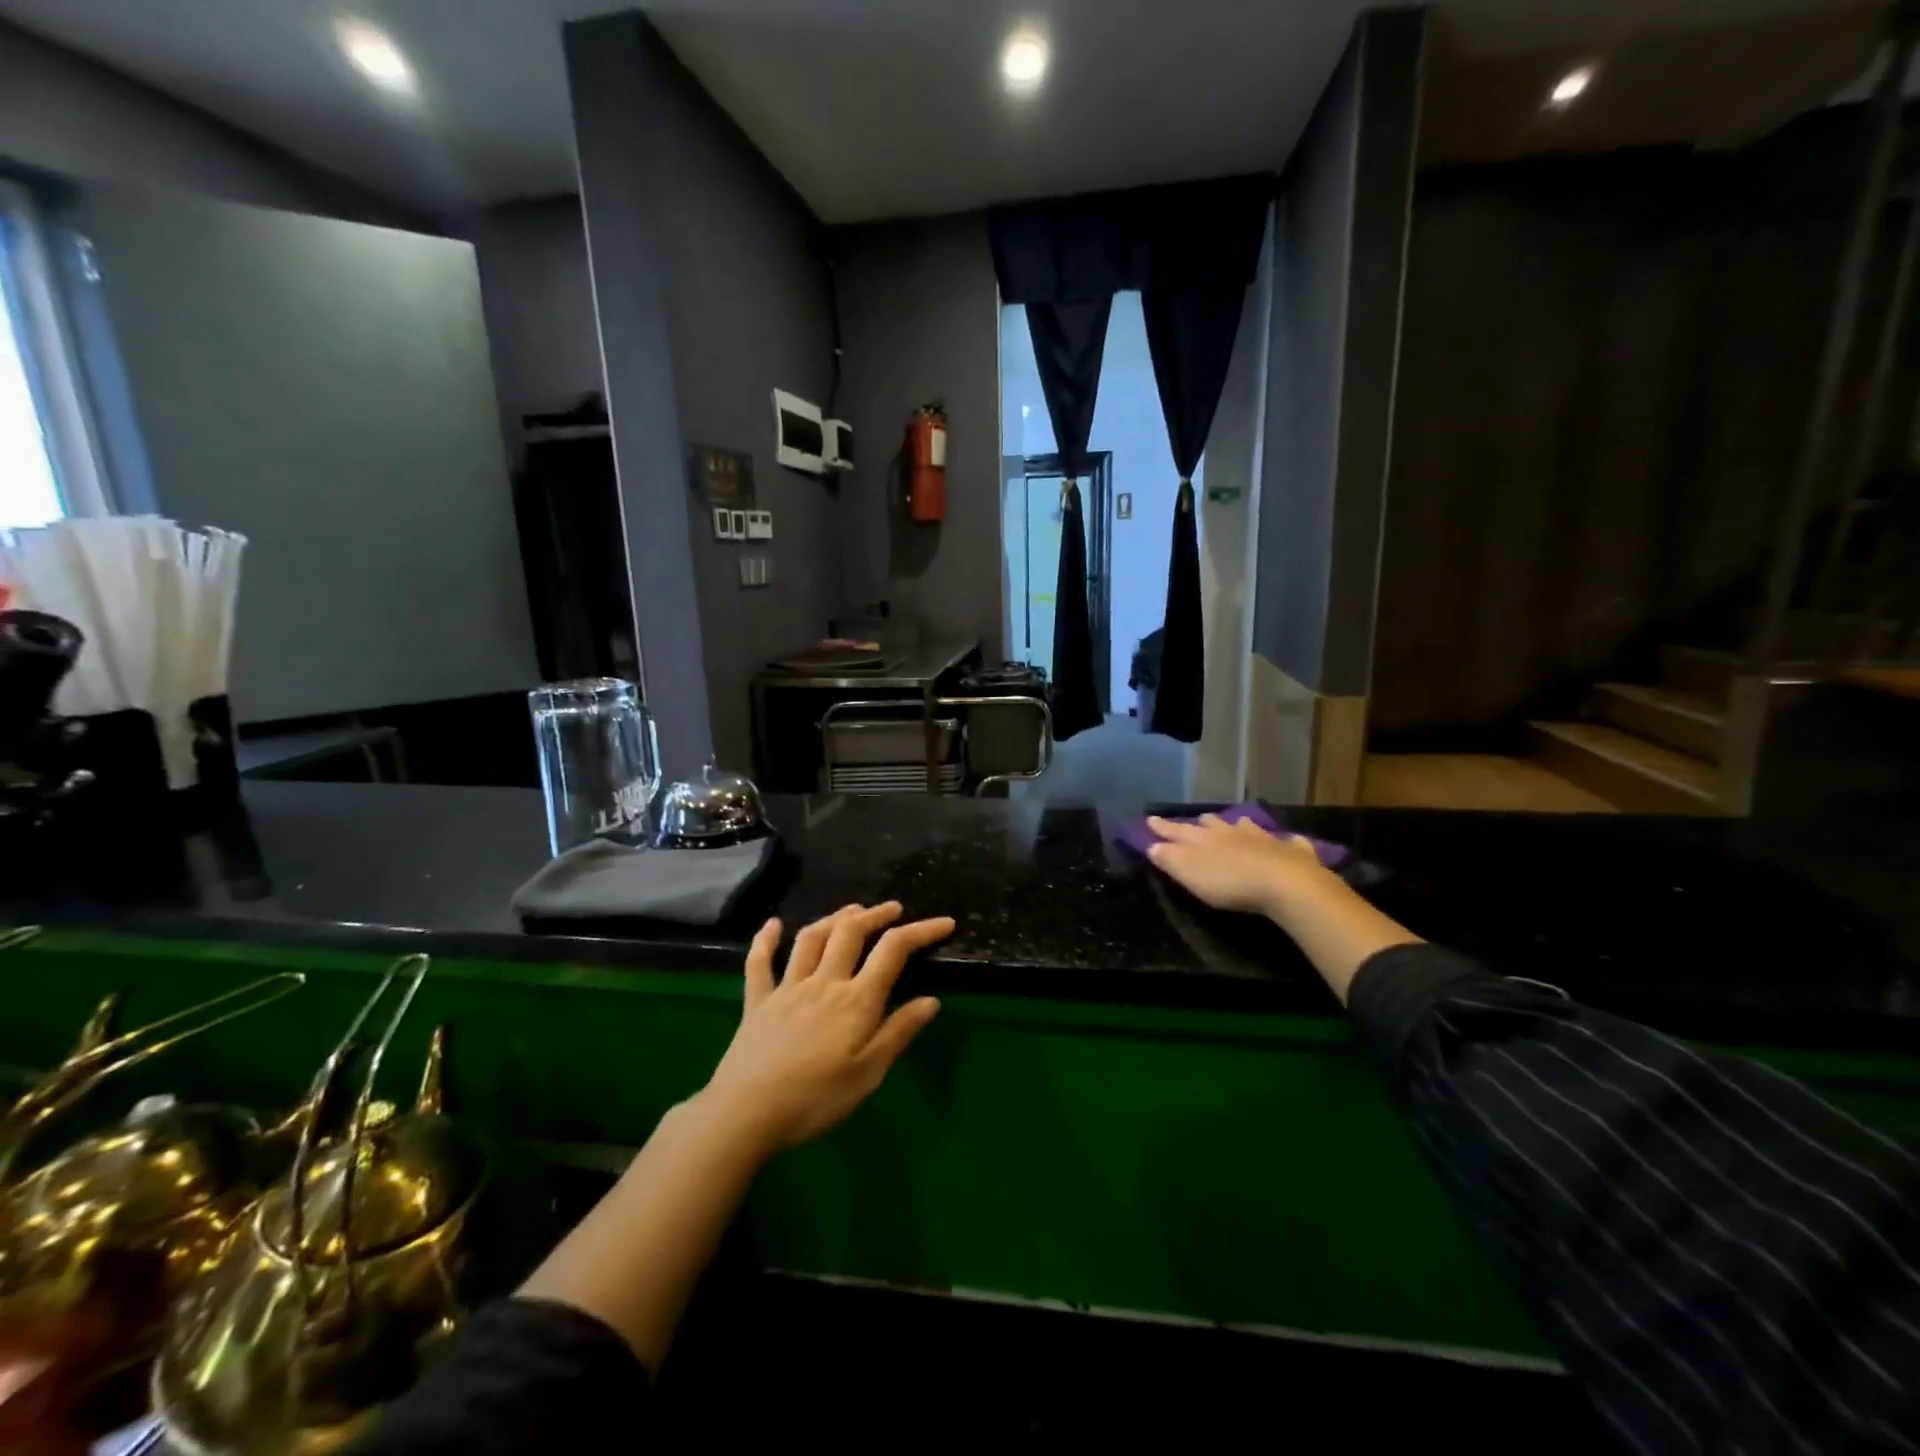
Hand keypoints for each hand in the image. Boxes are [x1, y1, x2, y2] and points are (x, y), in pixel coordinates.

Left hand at [698, 903, 951, 1155]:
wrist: (746, 1113)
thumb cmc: (816, 1099)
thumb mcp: (868, 1074)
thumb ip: (898, 1033)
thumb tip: (931, 1000)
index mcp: (855, 1000)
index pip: (893, 951)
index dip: (921, 931)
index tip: (944, 922)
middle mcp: (824, 982)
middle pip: (851, 933)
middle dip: (875, 915)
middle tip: (893, 909)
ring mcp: (787, 988)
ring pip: (811, 938)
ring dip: (834, 918)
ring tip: (851, 912)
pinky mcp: (757, 1001)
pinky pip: (760, 963)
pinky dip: (766, 940)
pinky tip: (772, 924)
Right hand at [1145, 814, 1336, 921]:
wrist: (1283, 882)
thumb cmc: (1228, 881)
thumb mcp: (1189, 873)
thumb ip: (1169, 859)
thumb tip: (1152, 846)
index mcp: (1203, 838)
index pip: (1176, 830)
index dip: (1162, 827)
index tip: (1149, 819)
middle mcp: (1231, 832)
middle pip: (1212, 824)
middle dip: (1202, 824)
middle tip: (1197, 823)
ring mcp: (1263, 838)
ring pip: (1246, 827)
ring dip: (1239, 826)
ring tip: (1237, 825)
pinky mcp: (1291, 851)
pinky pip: (1287, 842)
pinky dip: (1284, 842)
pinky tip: (1288, 842)